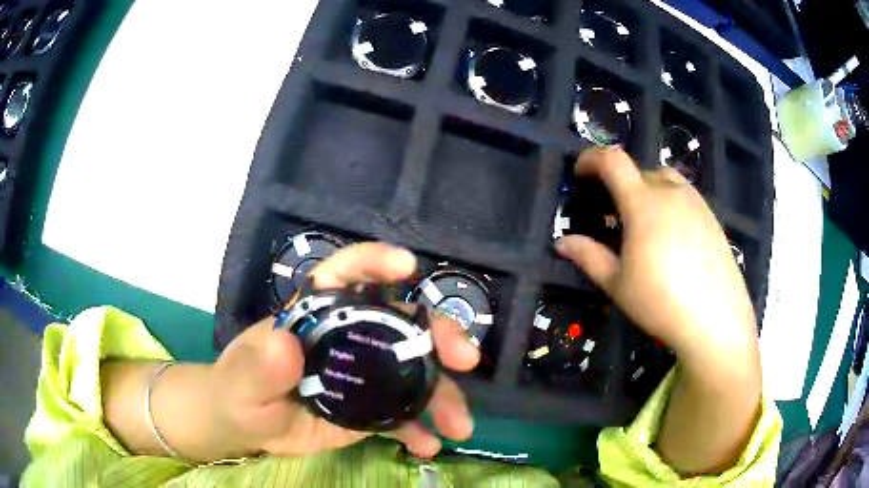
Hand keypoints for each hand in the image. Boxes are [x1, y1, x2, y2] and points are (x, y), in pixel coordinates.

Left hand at [210, 243, 479, 458]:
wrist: (245, 427)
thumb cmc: (237, 392)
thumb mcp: (241, 383)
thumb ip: (258, 367)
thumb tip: (283, 344)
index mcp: (313, 316)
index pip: (344, 275)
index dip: (374, 262)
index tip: (406, 266)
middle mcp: (346, 337)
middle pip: (398, 324)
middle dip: (436, 335)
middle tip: (464, 357)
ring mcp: (362, 375)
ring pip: (412, 374)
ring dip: (441, 395)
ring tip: (459, 425)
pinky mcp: (368, 409)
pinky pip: (402, 415)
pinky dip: (419, 429)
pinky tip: (429, 445)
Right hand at [556, 147, 761, 474]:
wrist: (716, 320)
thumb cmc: (661, 302)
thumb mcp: (618, 284)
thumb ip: (588, 257)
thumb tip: (562, 242)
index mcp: (644, 202)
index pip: (613, 161)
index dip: (591, 159)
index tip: (580, 174)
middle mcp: (671, 192)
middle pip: (640, 170)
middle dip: (621, 184)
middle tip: (614, 215)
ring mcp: (696, 203)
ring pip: (666, 181)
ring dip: (648, 191)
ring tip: (644, 224)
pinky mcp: (712, 218)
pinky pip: (685, 197)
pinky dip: (670, 204)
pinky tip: (672, 238)